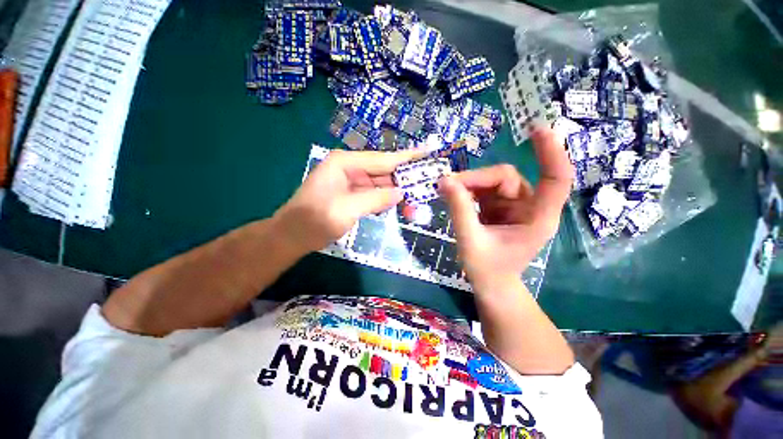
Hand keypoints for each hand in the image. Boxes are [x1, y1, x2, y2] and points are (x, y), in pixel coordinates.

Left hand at [274, 148, 425, 253]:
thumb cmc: (314, 221)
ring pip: (381, 184)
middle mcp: (350, 168)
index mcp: (345, 163)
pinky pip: (375, 194)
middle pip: (384, 171)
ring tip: (419, 197)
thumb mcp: (346, 209)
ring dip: (398, 191)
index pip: (383, 159)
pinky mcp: (353, 194)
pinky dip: (387, 200)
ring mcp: (351, 181)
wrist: (293, 236)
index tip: (428, 152)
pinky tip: (400, 204)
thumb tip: (402, 193)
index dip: (407, 157)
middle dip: (405, 178)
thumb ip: (376, 199)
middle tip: (428, 183)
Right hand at [438, 127, 572, 289]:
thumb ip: (459, 210)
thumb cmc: (487, 270)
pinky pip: (483, 190)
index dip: (550, 153)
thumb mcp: (470, 241)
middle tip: (448, 185)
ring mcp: (514, 206)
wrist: (490, 285)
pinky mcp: (500, 207)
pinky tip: (454, 196)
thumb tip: (445, 180)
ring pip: (492, 182)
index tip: (538, 129)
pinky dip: (468, 191)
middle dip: (476, 179)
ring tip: (447, 192)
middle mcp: (529, 207)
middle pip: (506, 177)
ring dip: (469, 184)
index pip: (555, 179)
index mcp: (537, 218)